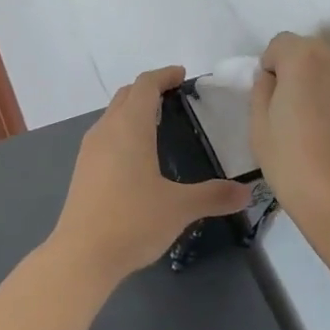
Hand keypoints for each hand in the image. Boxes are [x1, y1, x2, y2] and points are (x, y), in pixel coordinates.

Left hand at [50, 66, 252, 283]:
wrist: (82, 255)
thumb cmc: (132, 221)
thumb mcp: (179, 208)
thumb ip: (214, 196)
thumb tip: (247, 192)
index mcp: (130, 127)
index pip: (145, 85)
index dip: (164, 75)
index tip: (181, 75)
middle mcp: (106, 130)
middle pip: (126, 95)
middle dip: (149, 89)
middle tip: (174, 96)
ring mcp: (90, 149)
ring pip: (112, 114)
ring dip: (133, 110)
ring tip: (158, 123)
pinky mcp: (83, 169)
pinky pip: (105, 135)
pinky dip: (122, 130)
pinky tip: (137, 156)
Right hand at [251, 33, 329, 238]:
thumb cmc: (298, 167)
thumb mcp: (259, 127)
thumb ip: (261, 89)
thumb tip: (273, 78)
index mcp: (305, 54)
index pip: (279, 45)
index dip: (270, 71)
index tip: (271, 103)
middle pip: (309, 51)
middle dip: (297, 73)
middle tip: (292, 114)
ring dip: (321, 84)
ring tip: (316, 125)